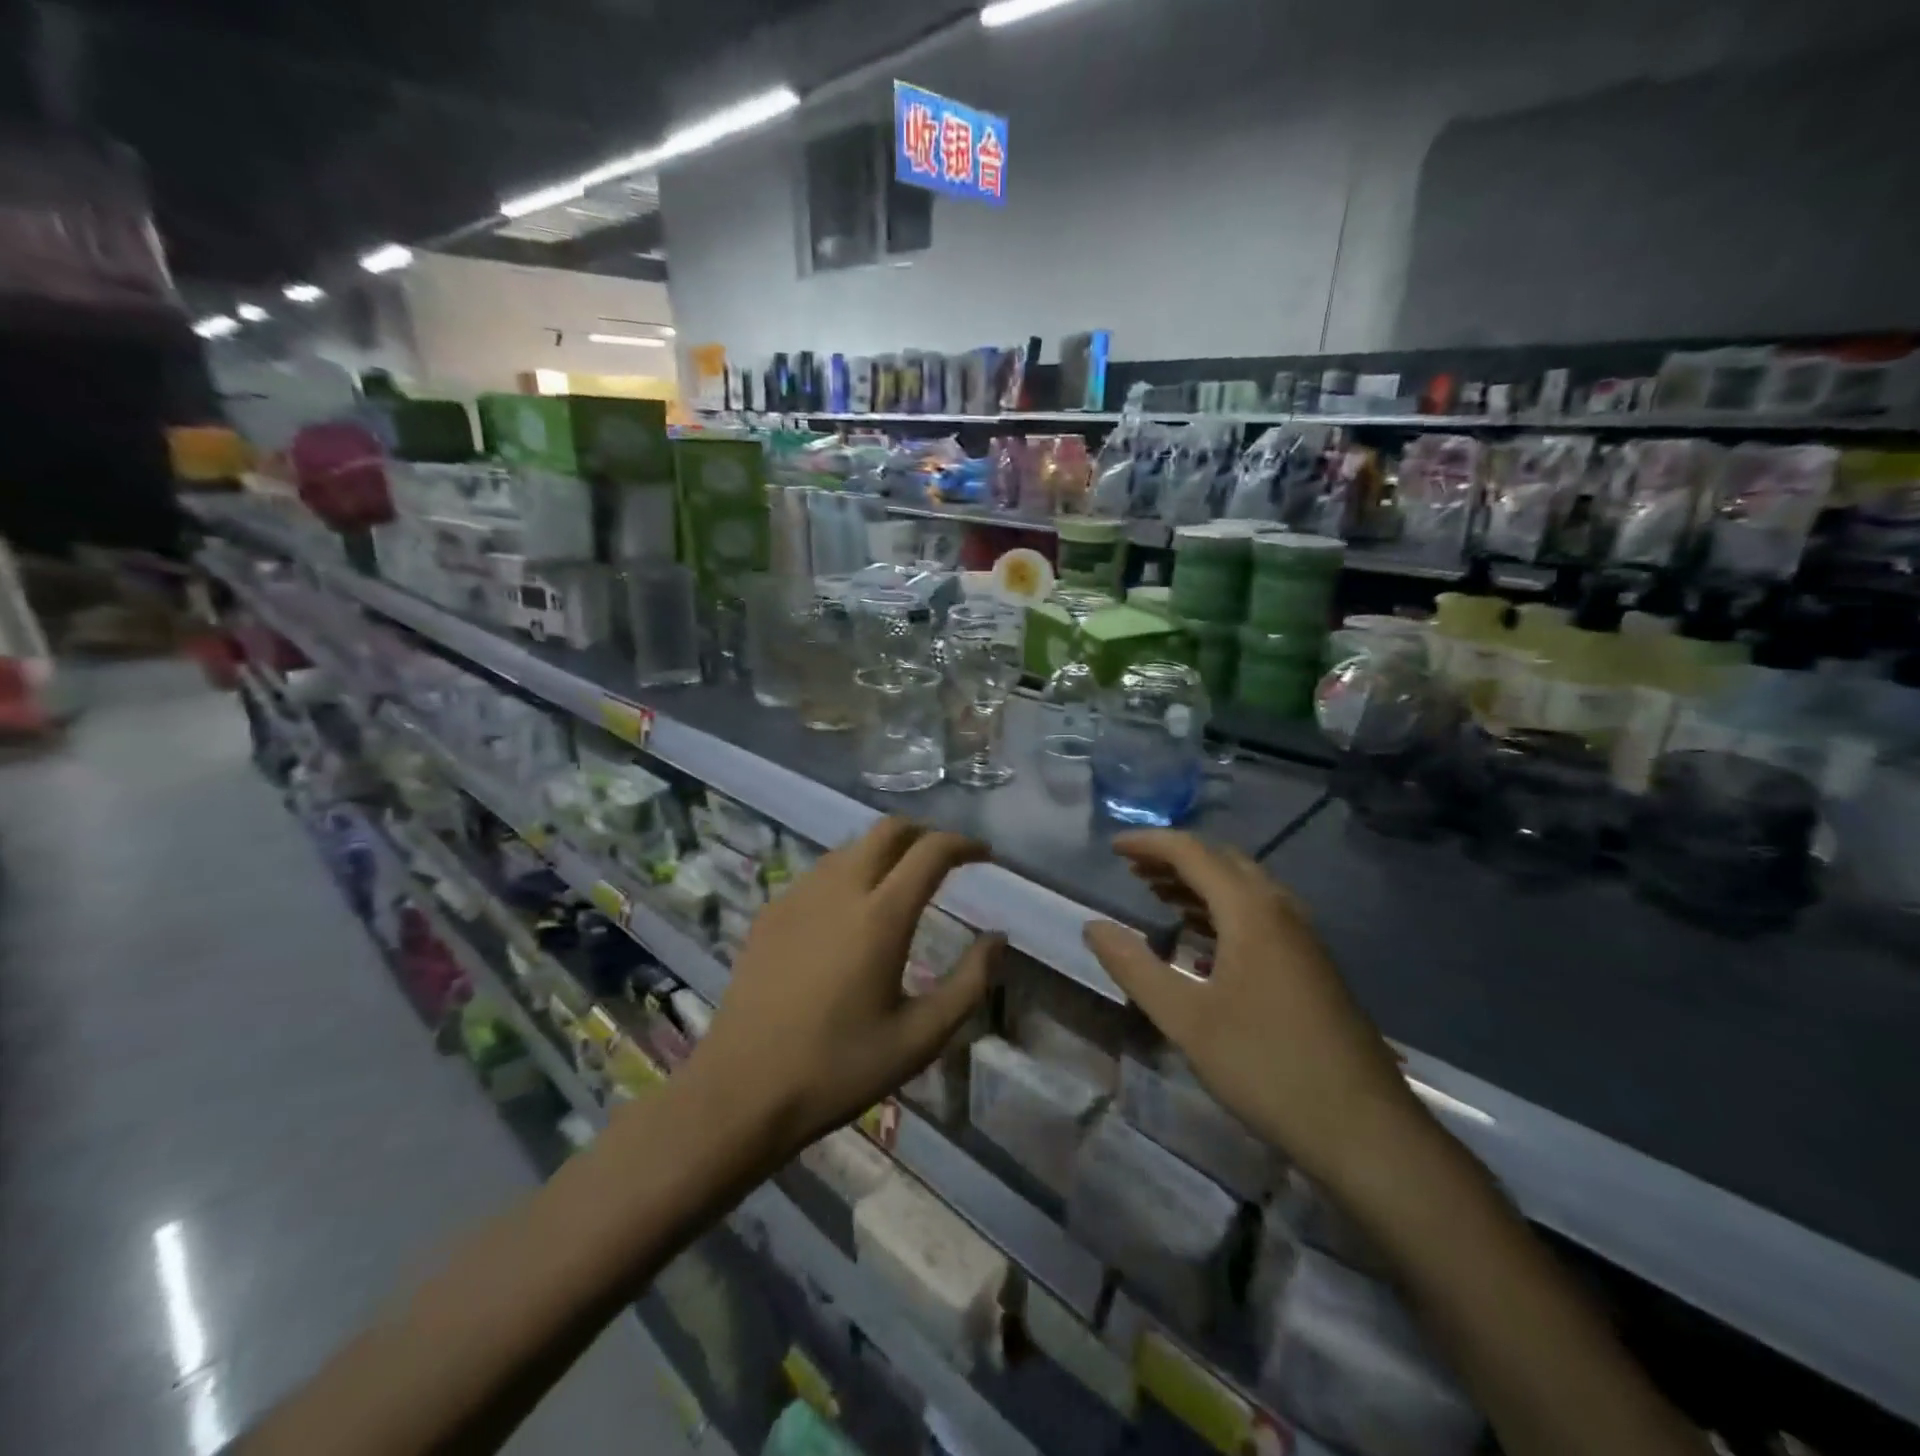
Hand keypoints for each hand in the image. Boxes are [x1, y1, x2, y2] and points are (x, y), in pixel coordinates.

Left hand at [687, 819, 1002, 1161]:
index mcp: (881, 916)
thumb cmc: (839, 1068)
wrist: (742, 1090)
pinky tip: (851, 910)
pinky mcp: (771, 912)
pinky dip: (850, 872)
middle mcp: (840, 889)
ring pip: (851, 846)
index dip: (964, 844)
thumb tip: (998, 938)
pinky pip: (820, 872)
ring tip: (903, 881)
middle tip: (946, 858)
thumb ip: (970, 983)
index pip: (931, 851)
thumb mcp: (920, 1037)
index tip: (984, 855)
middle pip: (888, 829)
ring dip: (885, 850)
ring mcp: (799, 896)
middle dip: (924, 832)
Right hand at [1083, 831, 1420, 1188]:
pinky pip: (1259, 915)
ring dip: (1198, 883)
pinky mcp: (1311, 965)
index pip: (1192, 852)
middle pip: (1222, 862)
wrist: (1365, 1130)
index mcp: (1251, 911)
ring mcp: (1302, 938)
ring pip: (1244, 889)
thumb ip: (1134, 967)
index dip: (1149, 843)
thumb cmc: (1266, 1066)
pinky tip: (1201, 943)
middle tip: (1132, 870)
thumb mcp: (1185, 1019)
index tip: (1112, 847)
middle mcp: (1280, 911)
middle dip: (1174, 859)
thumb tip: (1093, 926)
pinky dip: (1221, 910)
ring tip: (1157, 895)